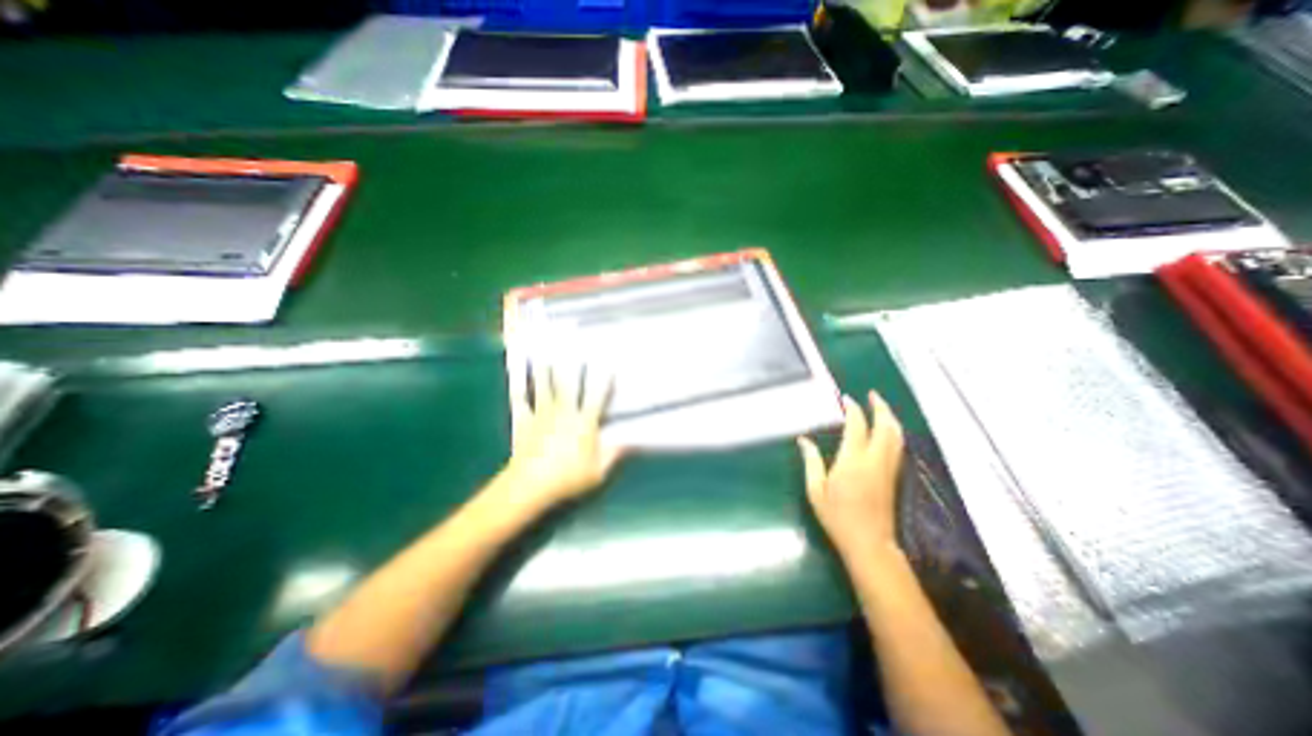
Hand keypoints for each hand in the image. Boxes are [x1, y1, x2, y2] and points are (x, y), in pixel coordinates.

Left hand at [499, 359, 628, 511]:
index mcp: (584, 422)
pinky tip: (518, 372)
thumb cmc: (567, 478)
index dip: (603, 379)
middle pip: (569, 383)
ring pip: (545, 385)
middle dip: (573, 364)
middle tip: (574, 346)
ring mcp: (542, 413)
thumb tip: (631, 441)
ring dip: (546, 367)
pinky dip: (519, 384)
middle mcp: (564, 411)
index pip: (596, 396)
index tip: (608, 363)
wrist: (529, 485)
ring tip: (546, 350)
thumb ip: (613, 454)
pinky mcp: (524, 420)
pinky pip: (521, 398)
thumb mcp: (597, 471)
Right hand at [801, 394, 902, 560]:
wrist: (869, 543)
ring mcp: (888, 468)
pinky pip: (898, 446)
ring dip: (890, 418)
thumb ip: (811, 462)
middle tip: (872, 395)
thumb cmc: (837, 517)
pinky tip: (887, 430)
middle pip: (885, 426)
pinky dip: (894, 432)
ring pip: (896, 436)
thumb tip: (803, 440)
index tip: (845, 399)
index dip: (853, 409)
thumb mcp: (816, 490)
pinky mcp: (893, 476)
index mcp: (853, 461)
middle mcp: (875, 460)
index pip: (857, 426)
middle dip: (880, 407)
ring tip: (881, 407)